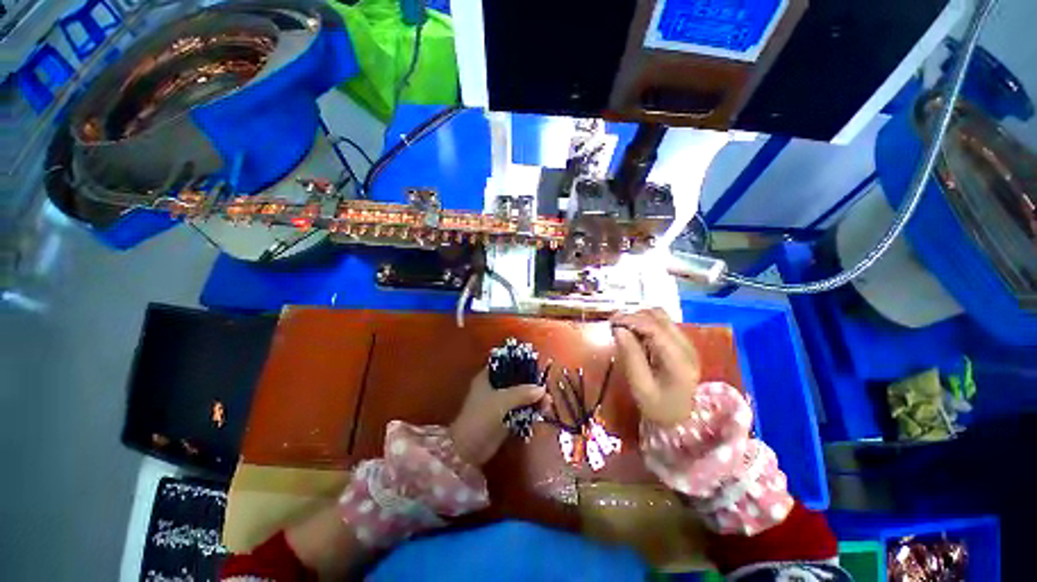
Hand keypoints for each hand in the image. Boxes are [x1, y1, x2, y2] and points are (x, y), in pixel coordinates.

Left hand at [449, 368, 546, 465]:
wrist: (468, 450)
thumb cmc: (481, 417)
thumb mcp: (502, 401)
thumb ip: (522, 393)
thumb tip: (542, 389)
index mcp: (487, 377)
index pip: (505, 363)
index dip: (520, 362)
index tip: (536, 365)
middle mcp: (494, 387)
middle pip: (515, 379)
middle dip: (530, 382)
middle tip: (545, 386)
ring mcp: (499, 403)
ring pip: (520, 395)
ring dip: (533, 397)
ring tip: (548, 401)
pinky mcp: (504, 417)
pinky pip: (521, 409)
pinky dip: (531, 409)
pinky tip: (543, 410)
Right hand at [611, 308, 701, 425]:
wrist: (679, 420)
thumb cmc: (657, 407)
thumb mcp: (640, 385)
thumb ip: (630, 355)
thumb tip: (618, 329)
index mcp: (679, 361)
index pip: (655, 328)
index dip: (631, 320)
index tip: (611, 322)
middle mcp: (687, 347)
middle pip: (659, 316)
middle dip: (634, 316)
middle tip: (614, 325)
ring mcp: (687, 344)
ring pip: (661, 317)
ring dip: (640, 318)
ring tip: (623, 329)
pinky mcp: (682, 344)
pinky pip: (662, 324)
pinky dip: (646, 324)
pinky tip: (635, 335)